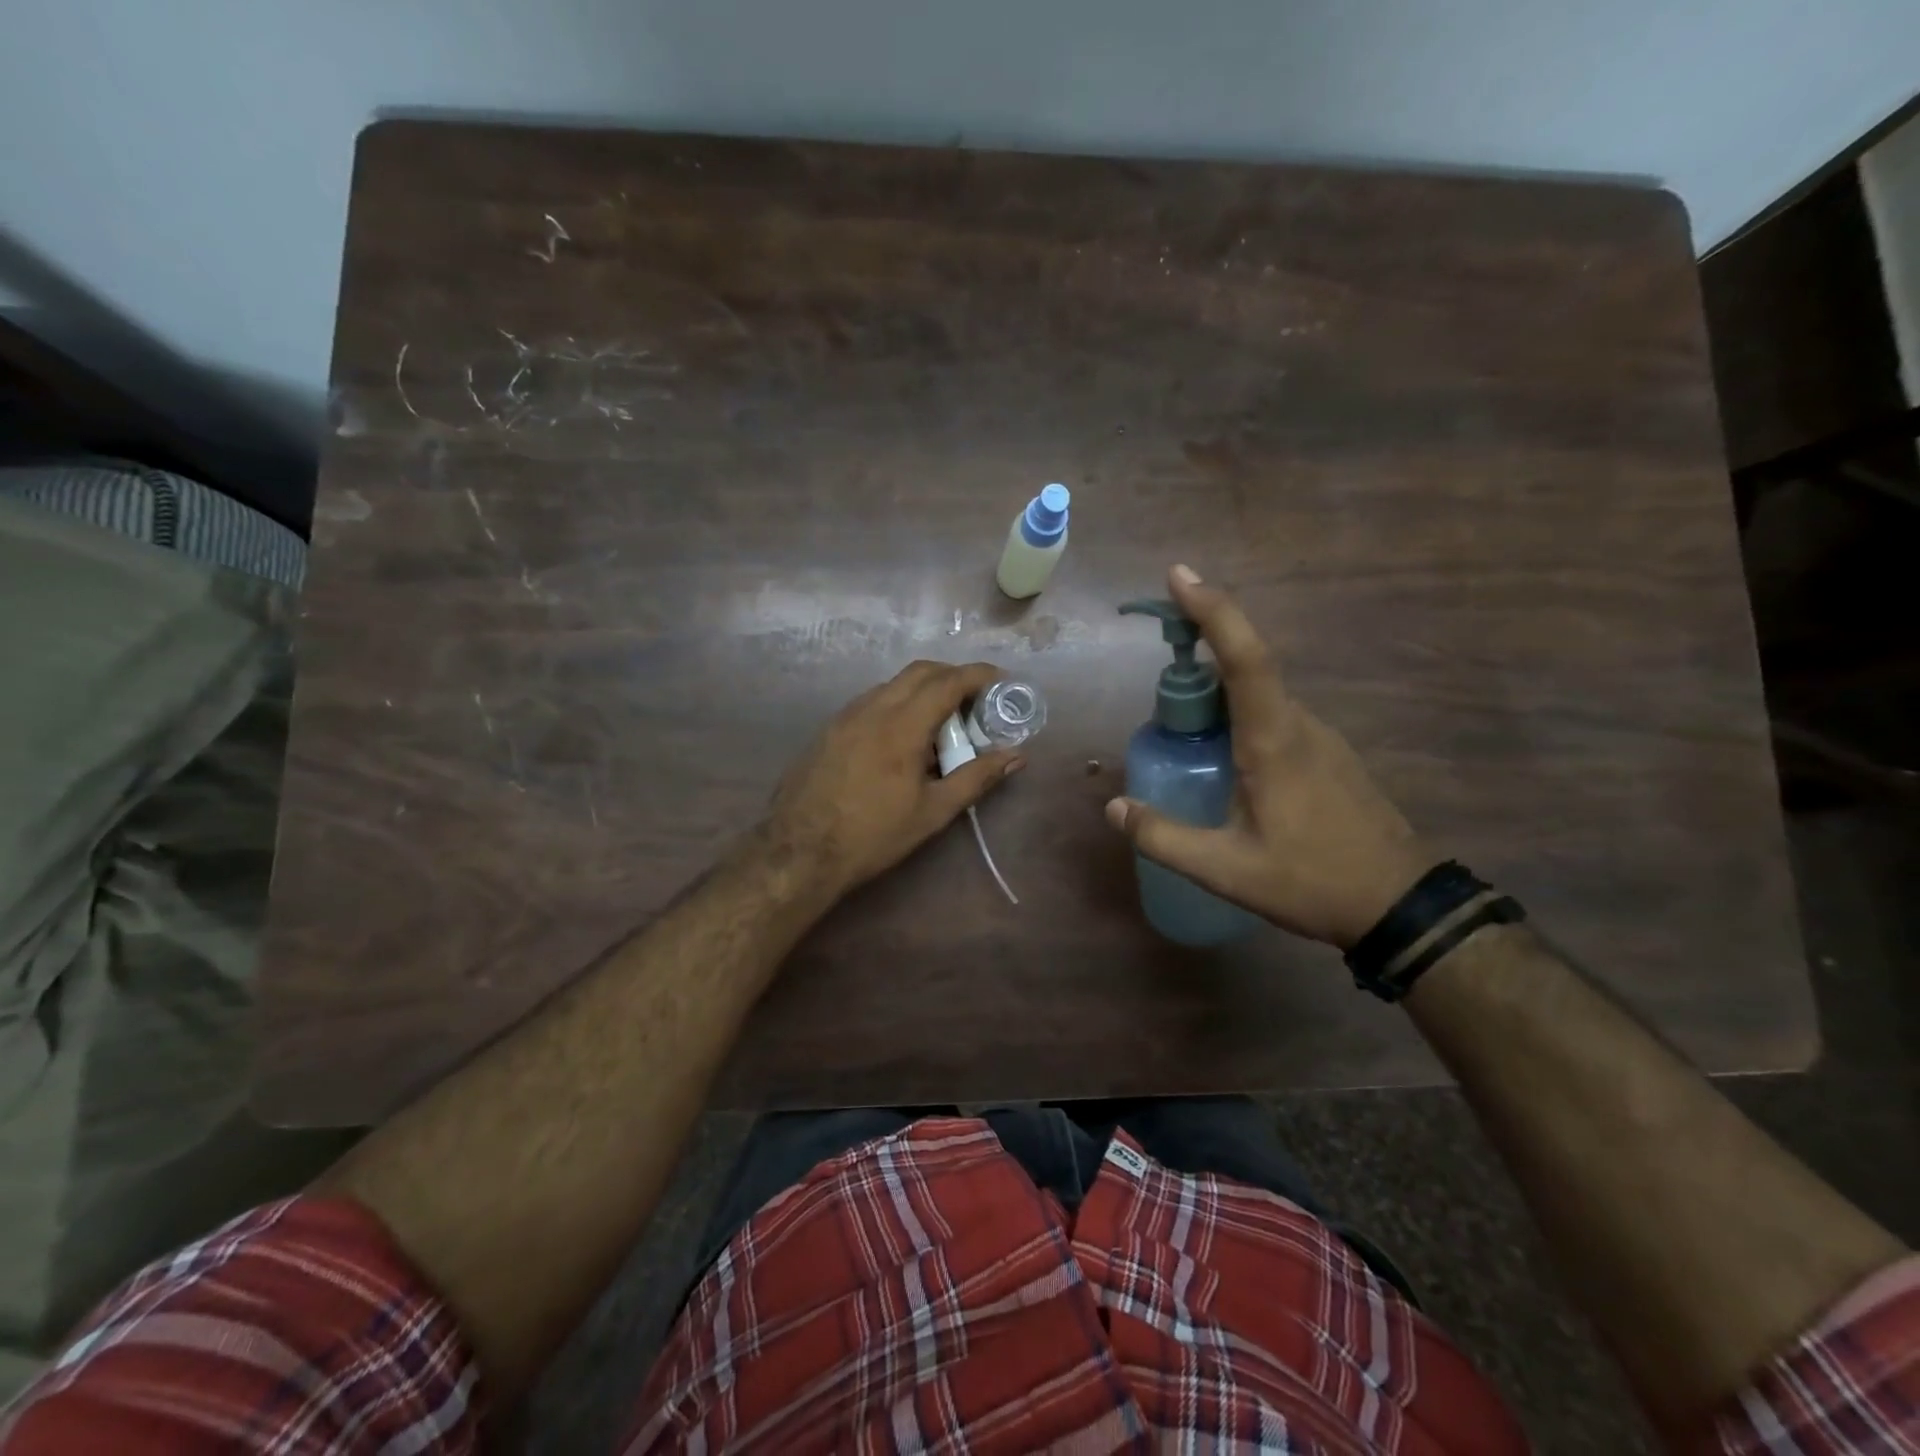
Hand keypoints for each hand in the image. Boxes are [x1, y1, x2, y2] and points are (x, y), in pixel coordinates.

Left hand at [768, 660, 1023, 897]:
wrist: (799, 851)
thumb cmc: (873, 835)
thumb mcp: (932, 812)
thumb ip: (976, 777)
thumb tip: (1016, 756)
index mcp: (902, 725)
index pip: (947, 682)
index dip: (978, 675)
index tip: (1001, 680)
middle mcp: (872, 708)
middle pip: (919, 672)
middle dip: (952, 676)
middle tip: (975, 700)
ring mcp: (846, 715)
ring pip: (893, 684)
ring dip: (923, 690)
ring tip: (942, 722)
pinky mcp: (830, 728)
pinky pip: (872, 701)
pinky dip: (898, 703)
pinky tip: (904, 738)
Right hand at [1104, 565, 1432, 947]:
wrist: (1400, 905)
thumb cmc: (1311, 881)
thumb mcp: (1226, 869)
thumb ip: (1163, 837)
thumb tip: (1114, 807)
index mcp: (1273, 740)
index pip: (1244, 658)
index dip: (1213, 610)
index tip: (1179, 576)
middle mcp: (1298, 723)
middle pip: (1246, 665)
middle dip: (1200, 645)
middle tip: (1158, 655)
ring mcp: (1318, 736)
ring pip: (1258, 693)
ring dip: (1215, 687)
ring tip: (1176, 719)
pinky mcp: (1326, 754)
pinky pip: (1272, 714)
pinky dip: (1236, 712)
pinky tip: (1219, 752)